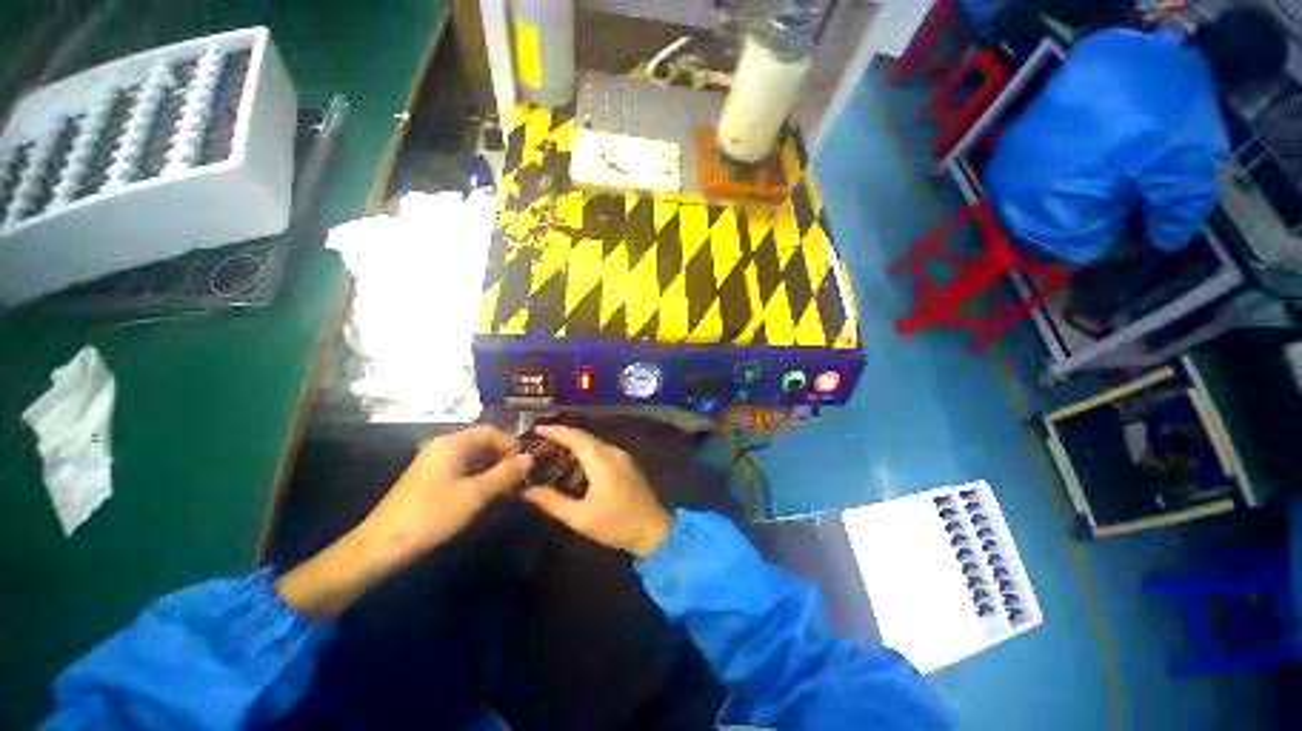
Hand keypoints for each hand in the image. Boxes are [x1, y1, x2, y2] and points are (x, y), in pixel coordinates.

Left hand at [276, 426, 529, 616]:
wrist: (381, 546)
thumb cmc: (432, 515)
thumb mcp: (475, 494)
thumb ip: (505, 474)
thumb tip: (530, 458)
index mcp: (452, 443)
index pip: (491, 431)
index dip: (511, 445)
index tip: (525, 465)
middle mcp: (442, 446)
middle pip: (481, 441)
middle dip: (503, 457)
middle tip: (518, 478)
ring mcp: (433, 462)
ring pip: (472, 456)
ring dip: (491, 468)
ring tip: (506, 487)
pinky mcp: (428, 478)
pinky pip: (460, 468)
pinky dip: (477, 476)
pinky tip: (485, 493)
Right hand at [521, 425, 672, 557]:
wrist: (653, 530)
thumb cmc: (616, 524)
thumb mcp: (580, 518)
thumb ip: (552, 502)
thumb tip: (526, 492)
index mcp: (602, 460)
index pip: (575, 437)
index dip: (555, 431)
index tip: (536, 429)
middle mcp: (613, 452)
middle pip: (584, 437)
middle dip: (562, 438)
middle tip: (540, 447)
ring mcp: (622, 456)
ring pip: (593, 444)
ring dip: (574, 447)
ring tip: (553, 459)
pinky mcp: (627, 463)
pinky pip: (602, 451)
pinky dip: (586, 455)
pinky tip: (575, 470)